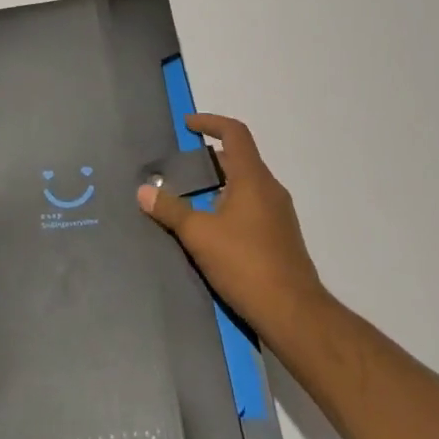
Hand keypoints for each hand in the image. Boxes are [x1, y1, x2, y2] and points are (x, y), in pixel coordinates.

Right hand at [136, 114, 325, 338]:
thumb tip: (144, 190)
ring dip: (220, 183)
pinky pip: (253, 206)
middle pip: (240, 158)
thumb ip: (170, 210)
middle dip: (210, 158)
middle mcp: (270, 189)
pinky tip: (212, 228)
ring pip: (246, 184)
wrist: (295, 315)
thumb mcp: (199, 235)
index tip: (188, 125)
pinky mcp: (282, 238)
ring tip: (191, 197)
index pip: (235, 133)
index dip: (210, 122)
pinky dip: (231, 204)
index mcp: (253, 178)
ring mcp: (280, 214)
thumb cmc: (246, 264)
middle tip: (181, 167)